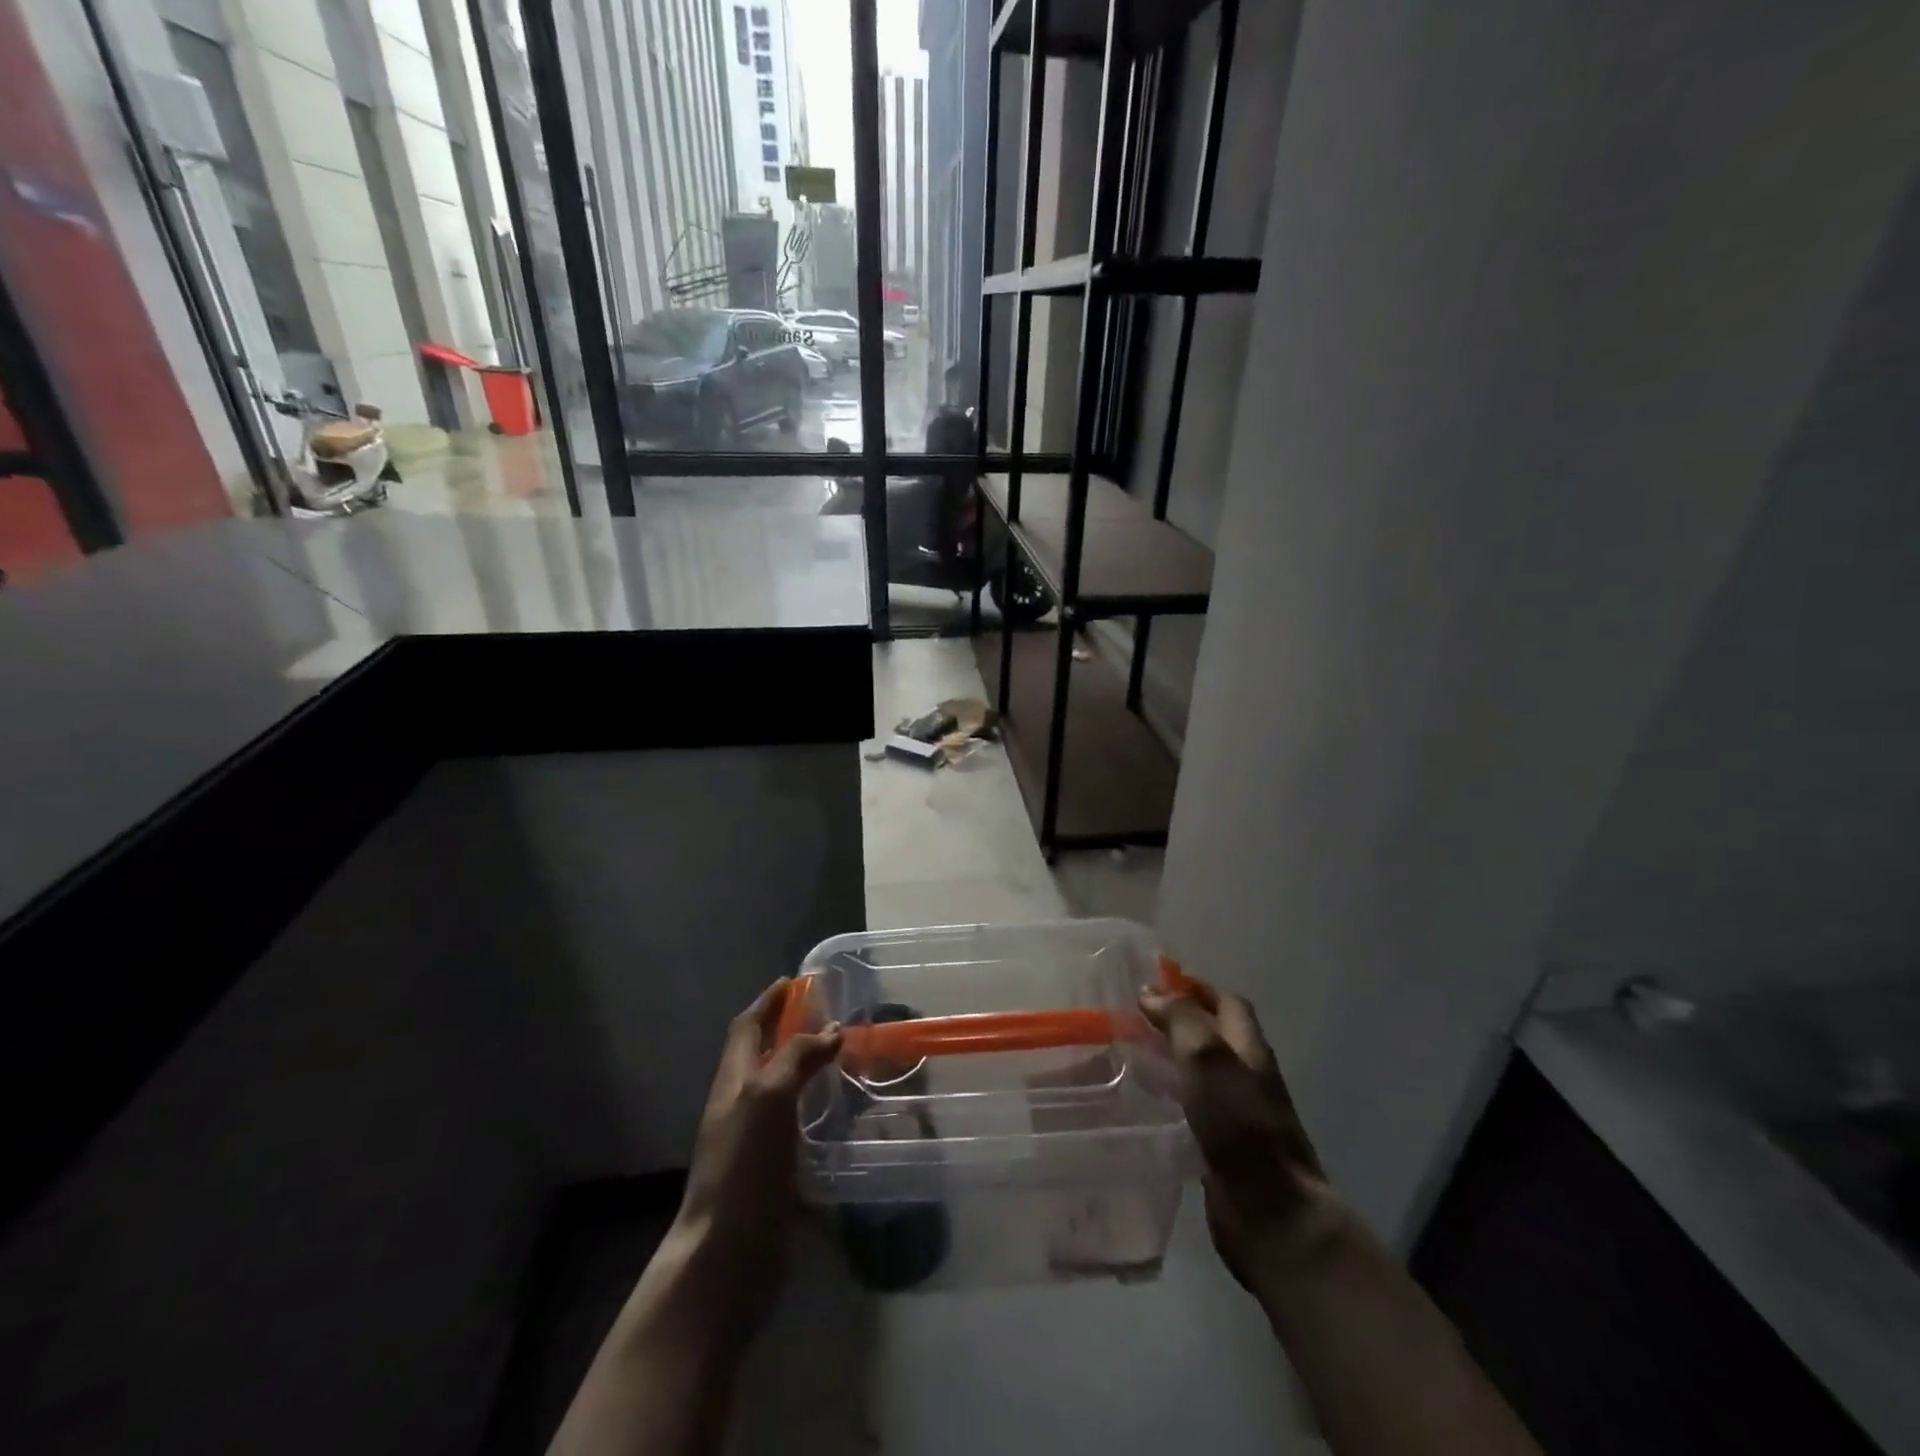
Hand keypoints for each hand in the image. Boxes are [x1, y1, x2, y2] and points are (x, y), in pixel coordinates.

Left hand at [672, 979, 841, 1323]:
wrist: (727, 1256)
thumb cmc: (744, 1166)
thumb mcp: (768, 1096)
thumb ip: (796, 1057)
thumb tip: (831, 1030)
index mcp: (734, 1080)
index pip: (748, 1027)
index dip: (769, 1002)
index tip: (796, 982)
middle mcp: (742, 1104)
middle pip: (764, 1055)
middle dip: (791, 1030)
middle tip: (832, 1017)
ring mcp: (756, 1141)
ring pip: (783, 1090)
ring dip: (808, 1069)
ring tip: (846, 1058)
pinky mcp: (775, 1172)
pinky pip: (797, 1126)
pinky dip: (818, 1109)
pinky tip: (844, 1115)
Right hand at [1140, 984, 1337, 1291]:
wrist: (1272, 1216)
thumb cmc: (1241, 1127)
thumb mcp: (1209, 1058)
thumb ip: (1182, 1020)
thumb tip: (1151, 993)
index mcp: (1250, 1050)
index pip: (1228, 1003)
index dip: (1195, 987)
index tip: (1154, 981)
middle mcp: (1246, 1077)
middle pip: (1213, 1035)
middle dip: (1177, 1020)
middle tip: (1132, 1016)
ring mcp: (1235, 1114)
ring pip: (1199, 1072)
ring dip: (1169, 1057)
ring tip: (1127, 1052)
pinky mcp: (1220, 1147)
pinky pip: (1190, 1107)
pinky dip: (1167, 1094)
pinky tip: (1139, 1100)